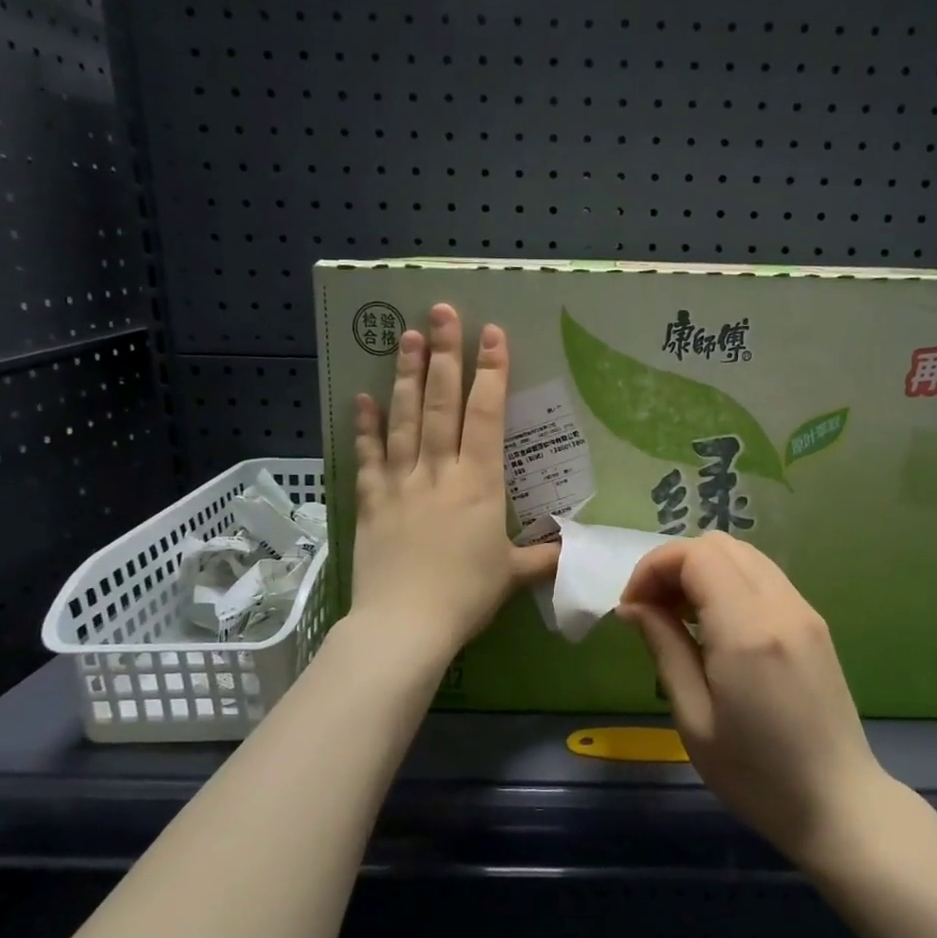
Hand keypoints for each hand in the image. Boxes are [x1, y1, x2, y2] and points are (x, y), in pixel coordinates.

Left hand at [350, 304, 557, 662]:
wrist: (404, 625)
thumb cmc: (465, 596)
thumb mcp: (512, 575)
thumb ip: (543, 556)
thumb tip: (574, 548)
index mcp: (478, 483)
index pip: (485, 416)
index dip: (490, 372)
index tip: (490, 334)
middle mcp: (438, 471)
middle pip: (441, 404)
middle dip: (444, 355)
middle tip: (441, 312)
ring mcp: (399, 483)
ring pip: (404, 420)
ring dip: (406, 376)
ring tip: (406, 337)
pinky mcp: (369, 501)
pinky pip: (366, 457)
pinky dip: (365, 426)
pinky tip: (361, 397)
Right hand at [618, 532, 890, 866]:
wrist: (839, 804)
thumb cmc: (756, 775)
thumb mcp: (694, 718)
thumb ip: (664, 648)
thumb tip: (633, 606)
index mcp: (748, 630)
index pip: (696, 555)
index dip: (655, 567)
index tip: (633, 607)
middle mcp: (781, 606)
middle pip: (720, 545)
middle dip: (675, 565)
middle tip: (653, 610)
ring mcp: (804, 610)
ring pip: (744, 555)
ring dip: (703, 571)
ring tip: (680, 617)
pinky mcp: (814, 622)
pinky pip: (764, 577)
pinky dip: (730, 582)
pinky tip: (716, 626)